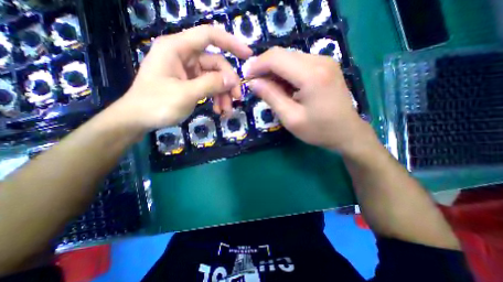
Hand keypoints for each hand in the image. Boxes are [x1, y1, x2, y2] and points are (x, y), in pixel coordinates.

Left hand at [116, 25, 252, 130]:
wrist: (138, 120)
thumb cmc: (156, 104)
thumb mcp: (185, 94)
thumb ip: (210, 84)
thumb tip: (233, 79)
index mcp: (177, 48)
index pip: (209, 36)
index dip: (231, 43)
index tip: (247, 55)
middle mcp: (184, 56)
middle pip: (216, 64)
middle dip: (229, 83)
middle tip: (237, 100)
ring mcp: (188, 71)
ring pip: (215, 78)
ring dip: (223, 95)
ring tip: (226, 111)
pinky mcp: (191, 83)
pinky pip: (209, 87)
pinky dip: (216, 98)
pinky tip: (219, 110)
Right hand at [248, 48, 372, 154]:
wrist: (347, 132)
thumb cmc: (319, 130)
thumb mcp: (291, 118)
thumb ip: (271, 97)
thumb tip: (253, 82)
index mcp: (311, 75)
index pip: (276, 58)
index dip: (257, 65)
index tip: (246, 76)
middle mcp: (319, 60)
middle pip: (282, 54)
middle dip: (264, 68)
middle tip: (255, 84)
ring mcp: (324, 61)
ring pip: (289, 58)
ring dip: (275, 71)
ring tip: (269, 89)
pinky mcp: (325, 66)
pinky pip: (298, 63)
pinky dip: (286, 73)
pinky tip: (284, 87)